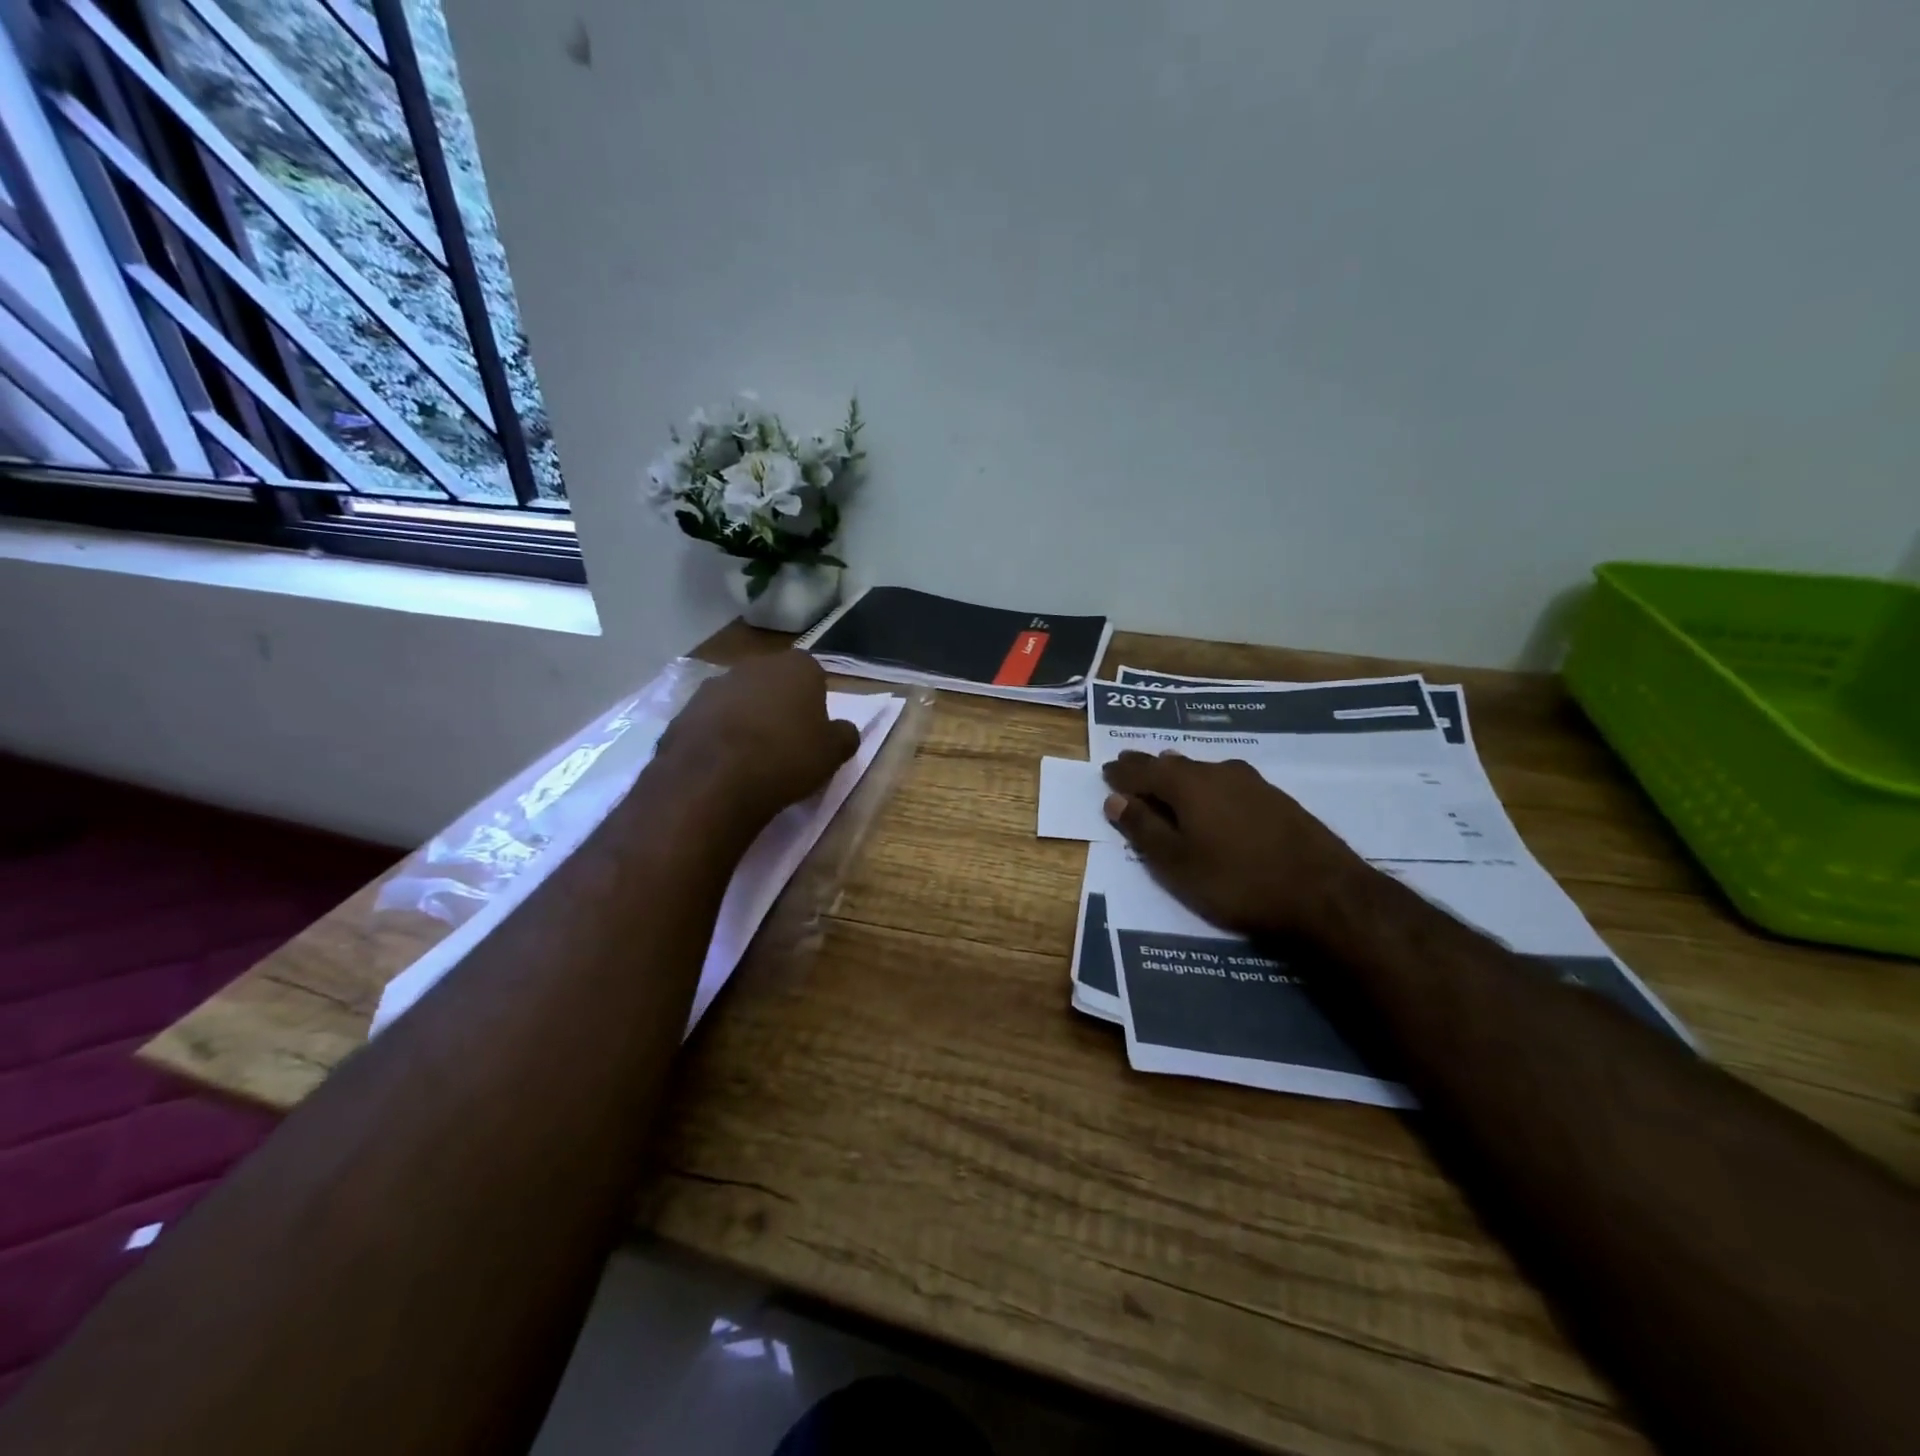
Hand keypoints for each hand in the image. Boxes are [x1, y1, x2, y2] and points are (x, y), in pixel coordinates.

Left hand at [655, 652, 861, 826]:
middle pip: (773, 684)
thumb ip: (844, 735)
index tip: (814, 731)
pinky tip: (723, 767)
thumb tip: (843, 730)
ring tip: (751, 759)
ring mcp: (713, 686)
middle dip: (778, 707)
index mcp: (796, 667)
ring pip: (739, 701)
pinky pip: (710, 723)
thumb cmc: (786, 759)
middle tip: (785, 744)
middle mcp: (753, 665)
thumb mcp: (833, 753)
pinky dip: (717, 738)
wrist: (713, 781)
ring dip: (746, 721)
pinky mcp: (683, 712)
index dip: (814, 702)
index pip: (813, 675)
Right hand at [1101, 751, 1370, 940]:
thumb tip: (1115, 800)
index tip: (1107, 772)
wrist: (1325, 894)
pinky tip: (1213, 796)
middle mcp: (1218, 772)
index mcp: (1188, 784)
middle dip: (1148, 767)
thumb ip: (1143, 829)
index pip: (1143, 770)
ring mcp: (1252, 783)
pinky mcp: (1277, 798)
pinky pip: (1227, 782)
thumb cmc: (1237, 881)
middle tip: (1129, 767)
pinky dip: (1208, 785)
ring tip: (1166, 775)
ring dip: (1179, 773)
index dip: (1122, 773)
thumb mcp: (1177, 863)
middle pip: (1173, 764)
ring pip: (1203, 770)